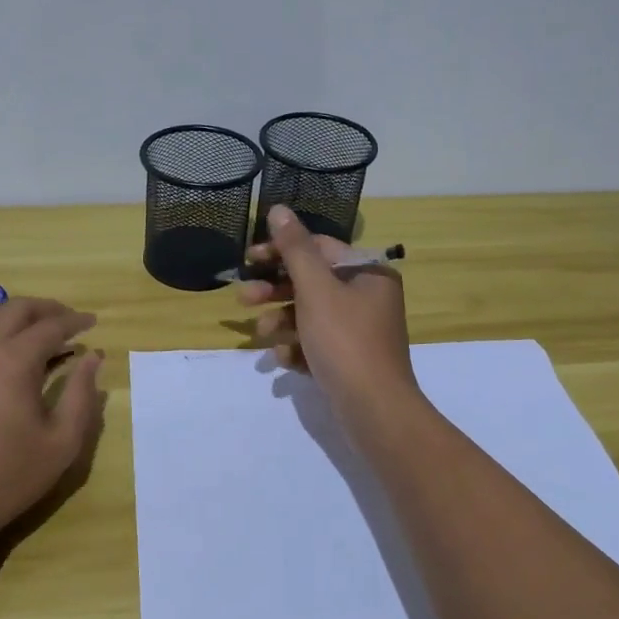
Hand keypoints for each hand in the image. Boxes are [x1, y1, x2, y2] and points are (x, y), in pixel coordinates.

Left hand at [0, 297, 105, 554]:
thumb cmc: (8, 478)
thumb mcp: (62, 442)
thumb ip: (82, 394)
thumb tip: (93, 357)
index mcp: (13, 360)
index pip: (51, 326)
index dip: (76, 321)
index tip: (92, 323)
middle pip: (15, 308)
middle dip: (46, 309)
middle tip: (66, 321)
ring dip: (8, 315)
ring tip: (26, 332)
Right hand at [235, 206, 417, 417]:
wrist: (374, 410)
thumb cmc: (345, 340)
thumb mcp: (316, 289)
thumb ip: (295, 249)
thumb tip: (278, 209)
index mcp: (367, 273)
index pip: (318, 248)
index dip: (281, 251)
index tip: (249, 259)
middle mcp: (367, 297)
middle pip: (312, 283)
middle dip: (275, 290)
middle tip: (244, 298)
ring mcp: (360, 331)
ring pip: (310, 315)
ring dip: (281, 321)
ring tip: (262, 334)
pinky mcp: (350, 360)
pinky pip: (316, 344)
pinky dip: (297, 348)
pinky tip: (283, 360)